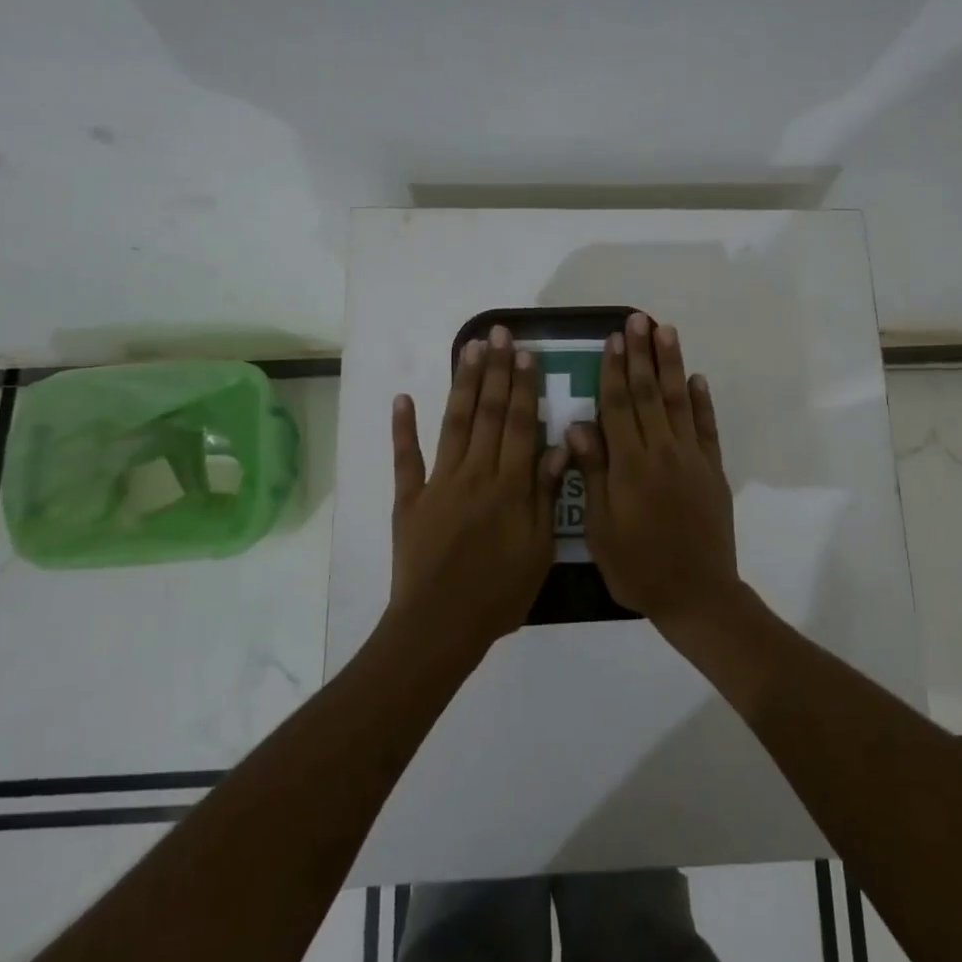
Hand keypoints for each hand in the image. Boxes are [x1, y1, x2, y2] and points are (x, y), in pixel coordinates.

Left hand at [391, 325, 567, 658]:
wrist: (439, 627)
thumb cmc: (499, 594)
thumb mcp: (539, 550)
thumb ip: (546, 495)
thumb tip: (558, 445)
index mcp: (509, 487)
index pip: (520, 425)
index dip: (524, 388)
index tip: (527, 354)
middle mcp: (474, 474)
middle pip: (488, 414)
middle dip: (496, 371)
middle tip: (499, 334)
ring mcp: (437, 483)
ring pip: (454, 424)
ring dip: (463, 384)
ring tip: (470, 349)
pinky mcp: (409, 499)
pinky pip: (405, 458)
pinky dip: (403, 428)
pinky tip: (403, 398)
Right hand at [568, 311, 745, 627]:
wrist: (697, 594)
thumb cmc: (638, 567)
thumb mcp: (601, 529)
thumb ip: (594, 474)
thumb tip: (578, 426)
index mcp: (630, 465)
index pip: (618, 406)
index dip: (613, 370)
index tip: (612, 338)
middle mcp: (662, 452)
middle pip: (648, 394)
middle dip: (641, 354)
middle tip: (639, 319)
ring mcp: (691, 459)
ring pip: (679, 401)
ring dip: (671, 365)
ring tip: (666, 332)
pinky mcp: (713, 471)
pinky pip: (707, 429)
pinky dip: (702, 402)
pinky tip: (697, 379)